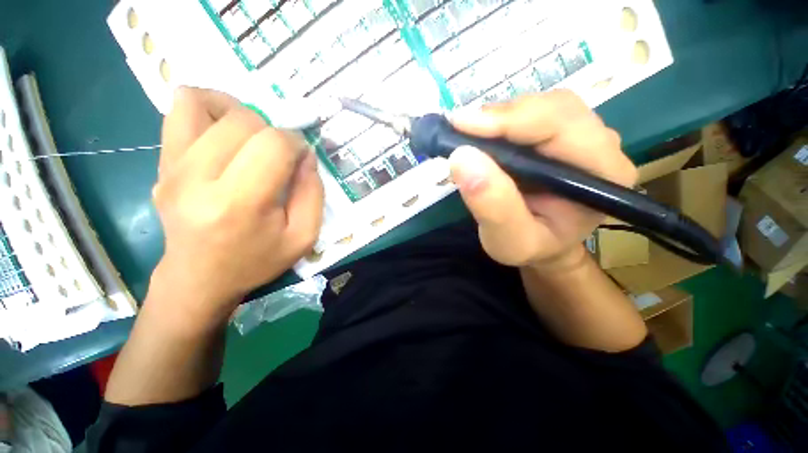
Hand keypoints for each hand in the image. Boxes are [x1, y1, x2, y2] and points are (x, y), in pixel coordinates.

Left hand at [150, 87, 323, 328]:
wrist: (199, 278)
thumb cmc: (256, 260)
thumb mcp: (303, 236)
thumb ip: (313, 193)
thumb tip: (306, 155)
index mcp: (240, 203)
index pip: (273, 144)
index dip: (296, 144)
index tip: (301, 159)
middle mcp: (198, 179)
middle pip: (243, 121)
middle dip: (273, 131)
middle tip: (279, 155)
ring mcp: (172, 168)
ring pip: (206, 104)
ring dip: (240, 113)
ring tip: (252, 138)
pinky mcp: (161, 163)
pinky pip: (178, 110)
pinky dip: (207, 108)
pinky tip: (223, 131)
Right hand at [449, 90, 636, 271]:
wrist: (543, 246)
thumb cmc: (531, 248)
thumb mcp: (510, 241)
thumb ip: (492, 207)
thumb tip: (462, 158)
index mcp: (603, 174)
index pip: (562, 127)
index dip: (511, 121)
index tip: (462, 126)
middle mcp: (600, 145)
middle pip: (552, 107)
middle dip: (501, 116)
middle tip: (459, 130)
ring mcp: (581, 135)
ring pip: (539, 106)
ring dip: (498, 118)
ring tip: (467, 136)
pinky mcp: (560, 135)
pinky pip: (530, 114)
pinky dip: (499, 121)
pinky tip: (481, 137)